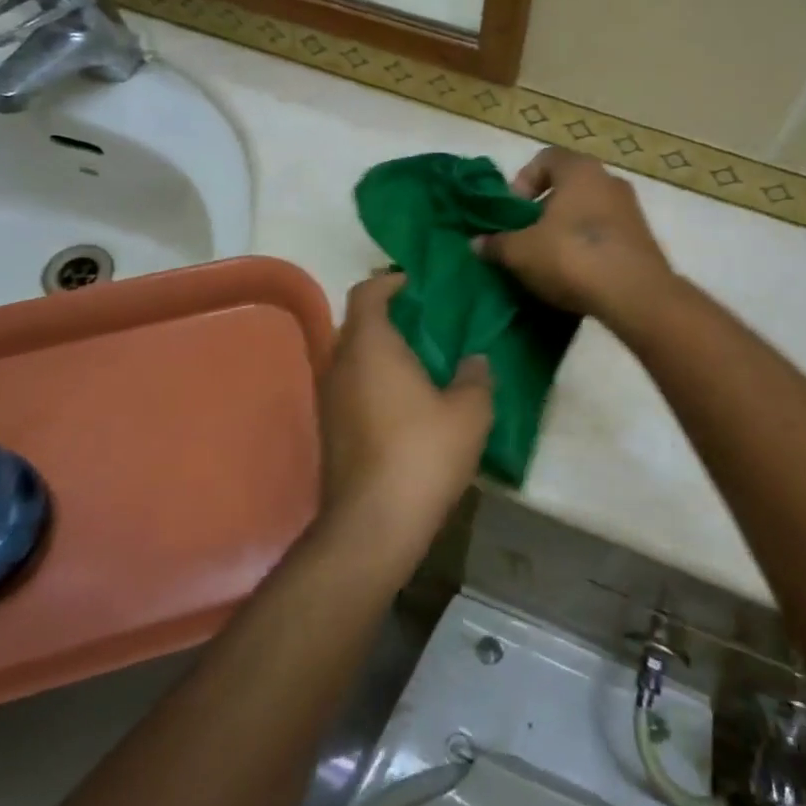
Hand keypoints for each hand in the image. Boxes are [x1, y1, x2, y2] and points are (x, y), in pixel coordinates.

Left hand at [315, 274, 493, 561]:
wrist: (373, 524)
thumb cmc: (422, 453)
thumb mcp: (469, 412)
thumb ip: (475, 377)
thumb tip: (475, 360)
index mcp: (370, 345)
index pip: (367, 292)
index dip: (390, 281)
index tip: (416, 284)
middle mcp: (340, 363)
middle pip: (358, 324)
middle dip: (390, 318)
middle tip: (429, 325)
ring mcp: (329, 398)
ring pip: (354, 358)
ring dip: (382, 354)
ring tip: (422, 364)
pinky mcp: (329, 429)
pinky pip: (352, 388)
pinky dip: (374, 382)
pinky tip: (405, 404)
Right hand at [480, 148, 673, 325]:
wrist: (635, 295)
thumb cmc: (571, 257)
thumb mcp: (520, 252)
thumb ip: (496, 244)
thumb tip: (477, 243)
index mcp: (579, 170)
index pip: (545, 159)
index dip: (523, 181)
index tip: (513, 212)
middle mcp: (609, 181)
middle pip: (567, 187)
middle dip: (543, 211)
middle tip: (525, 238)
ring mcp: (631, 211)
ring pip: (587, 212)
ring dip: (565, 232)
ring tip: (548, 262)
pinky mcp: (642, 240)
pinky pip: (605, 236)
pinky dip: (587, 249)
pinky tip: (575, 276)